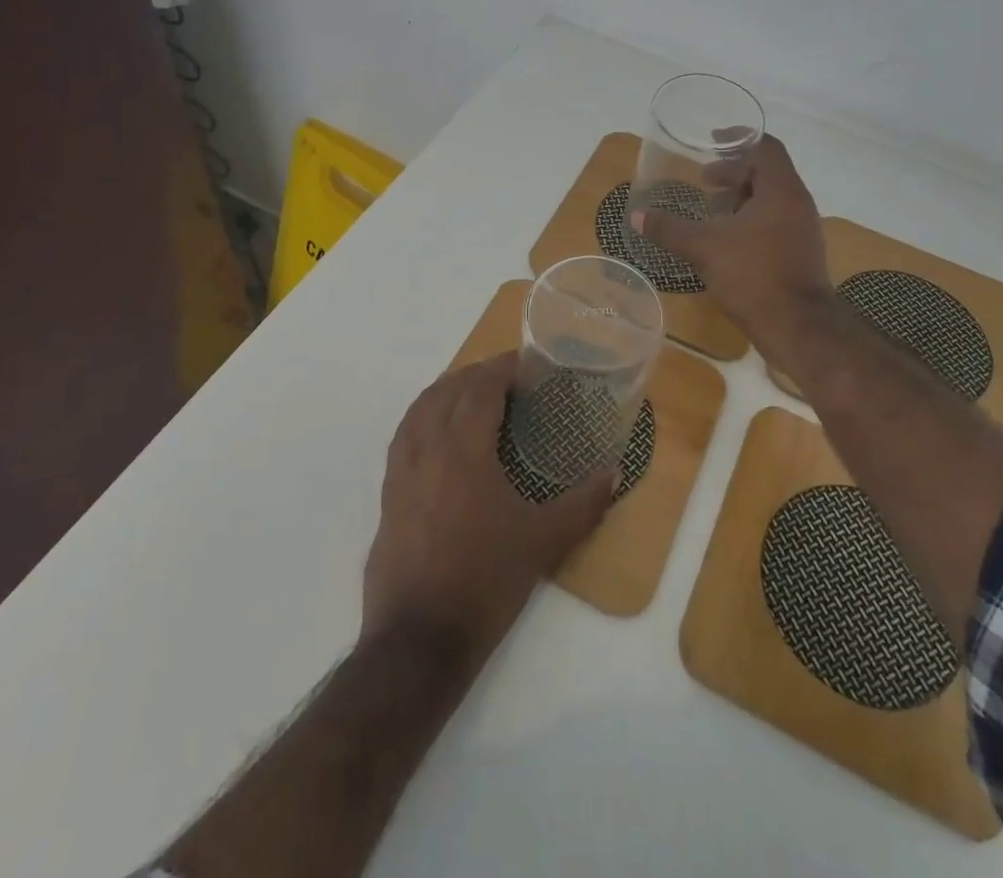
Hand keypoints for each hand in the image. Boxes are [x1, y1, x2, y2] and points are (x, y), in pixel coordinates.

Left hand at [362, 354, 613, 666]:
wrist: (418, 640)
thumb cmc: (485, 582)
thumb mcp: (542, 542)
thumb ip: (583, 504)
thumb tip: (614, 473)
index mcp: (464, 449)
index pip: (481, 388)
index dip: (503, 367)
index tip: (525, 361)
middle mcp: (428, 448)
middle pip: (448, 390)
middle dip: (477, 374)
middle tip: (507, 376)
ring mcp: (401, 470)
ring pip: (420, 408)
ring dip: (446, 390)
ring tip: (472, 392)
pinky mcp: (388, 493)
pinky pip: (404, 434)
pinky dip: (423, 416)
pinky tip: (437, 432)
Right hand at [631, 134, 831, 362]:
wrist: (799, 328)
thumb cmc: (754, 275)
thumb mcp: (704, 248)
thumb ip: (670, 229)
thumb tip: (637, 216)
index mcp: (781, 190)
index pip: (766, 147)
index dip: (738, 139)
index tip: (712, 142)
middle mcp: (797, 203)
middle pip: (767, 172)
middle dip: (734, 172)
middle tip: (704, 180)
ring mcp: (802, 230)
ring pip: (771, 199)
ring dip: (741, 198)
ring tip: (711, 209)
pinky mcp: (800, 253)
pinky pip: (774, 222)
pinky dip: (750, 220)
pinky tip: (726, 240)